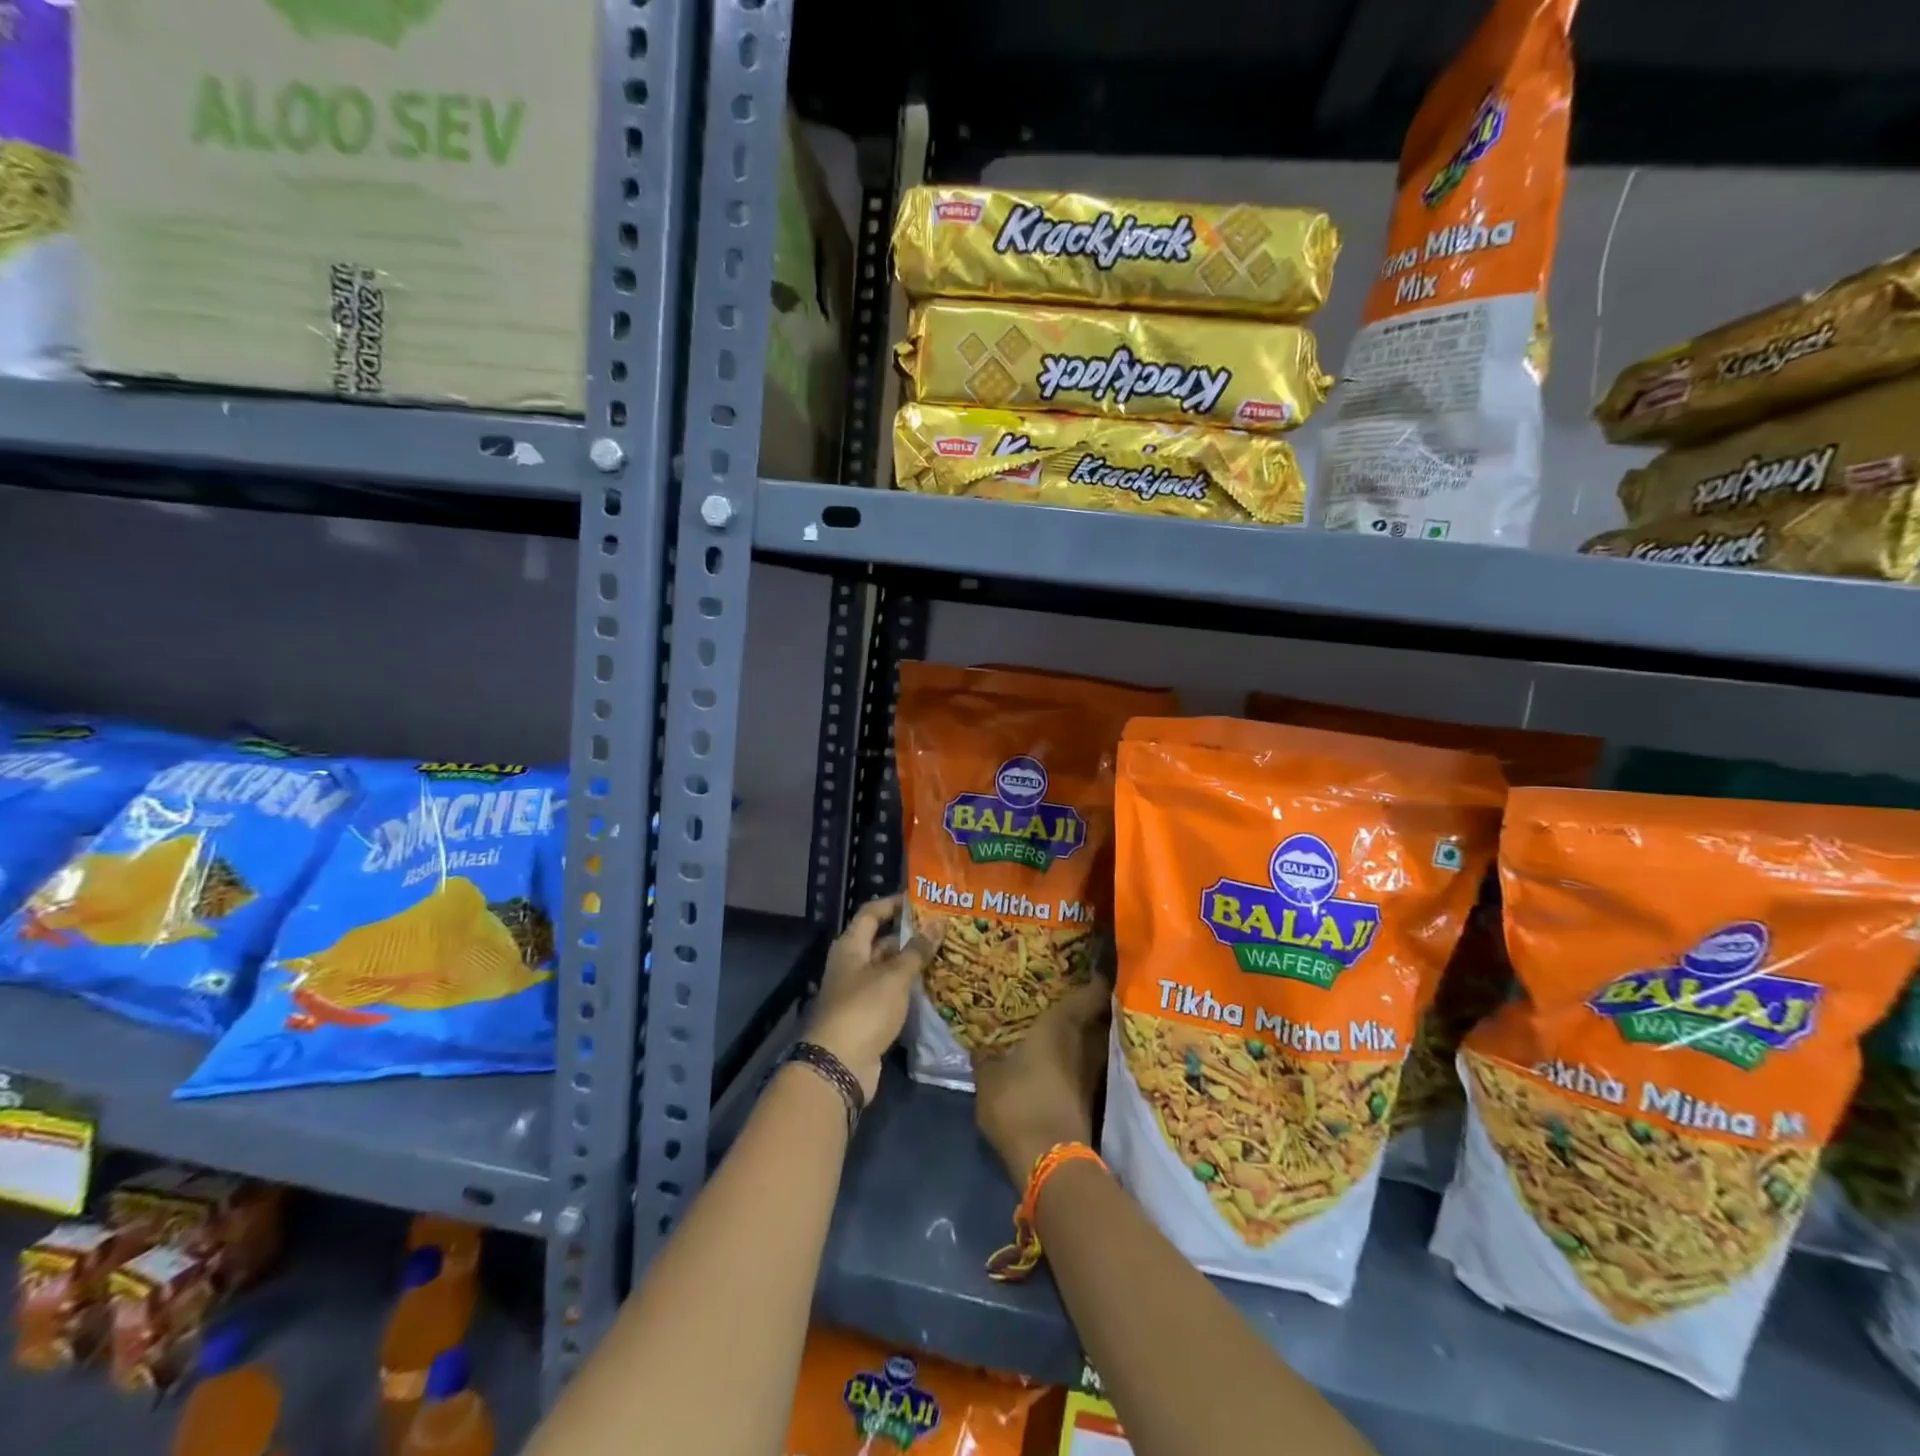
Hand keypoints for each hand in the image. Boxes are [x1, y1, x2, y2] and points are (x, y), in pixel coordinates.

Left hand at [802, 894, 940, 1101]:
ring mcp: (858, 992)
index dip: (893, 903)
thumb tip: (938, 922)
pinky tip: (934, 986)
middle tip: (943, 929)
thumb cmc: (864, 1010)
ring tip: (946, 954)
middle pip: (881, 941)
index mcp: (850, 947)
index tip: (921, 898)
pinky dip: (909, 988)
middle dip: (910, 935)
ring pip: (888, 969)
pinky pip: (891, 993)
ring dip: (912, 963)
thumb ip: (917, 950)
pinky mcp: (868, 1017)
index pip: (871, 913)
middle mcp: (852, 965)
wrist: (840, 1065)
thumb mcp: (894, 976)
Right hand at [973, 975, 1110, 1185]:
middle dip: (1094, 1006)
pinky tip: (1067, 1063)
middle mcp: (1085, 1044)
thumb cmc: (1018, 1101)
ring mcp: (1094, 1074)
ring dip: (1090, 1036)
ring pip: (1098, 1044)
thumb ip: (986, 1057)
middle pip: (1100, 1017)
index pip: (1091, 992)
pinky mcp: (1093, 1101)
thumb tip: (982, 1047)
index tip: (1096, 966)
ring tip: (1071, 1028)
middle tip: (1077, 994)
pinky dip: (1084, 1063)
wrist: (1050, 1160)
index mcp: (1061, 1025)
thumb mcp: (989, 1077)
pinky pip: (1092, 1069)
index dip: (1097, 978)